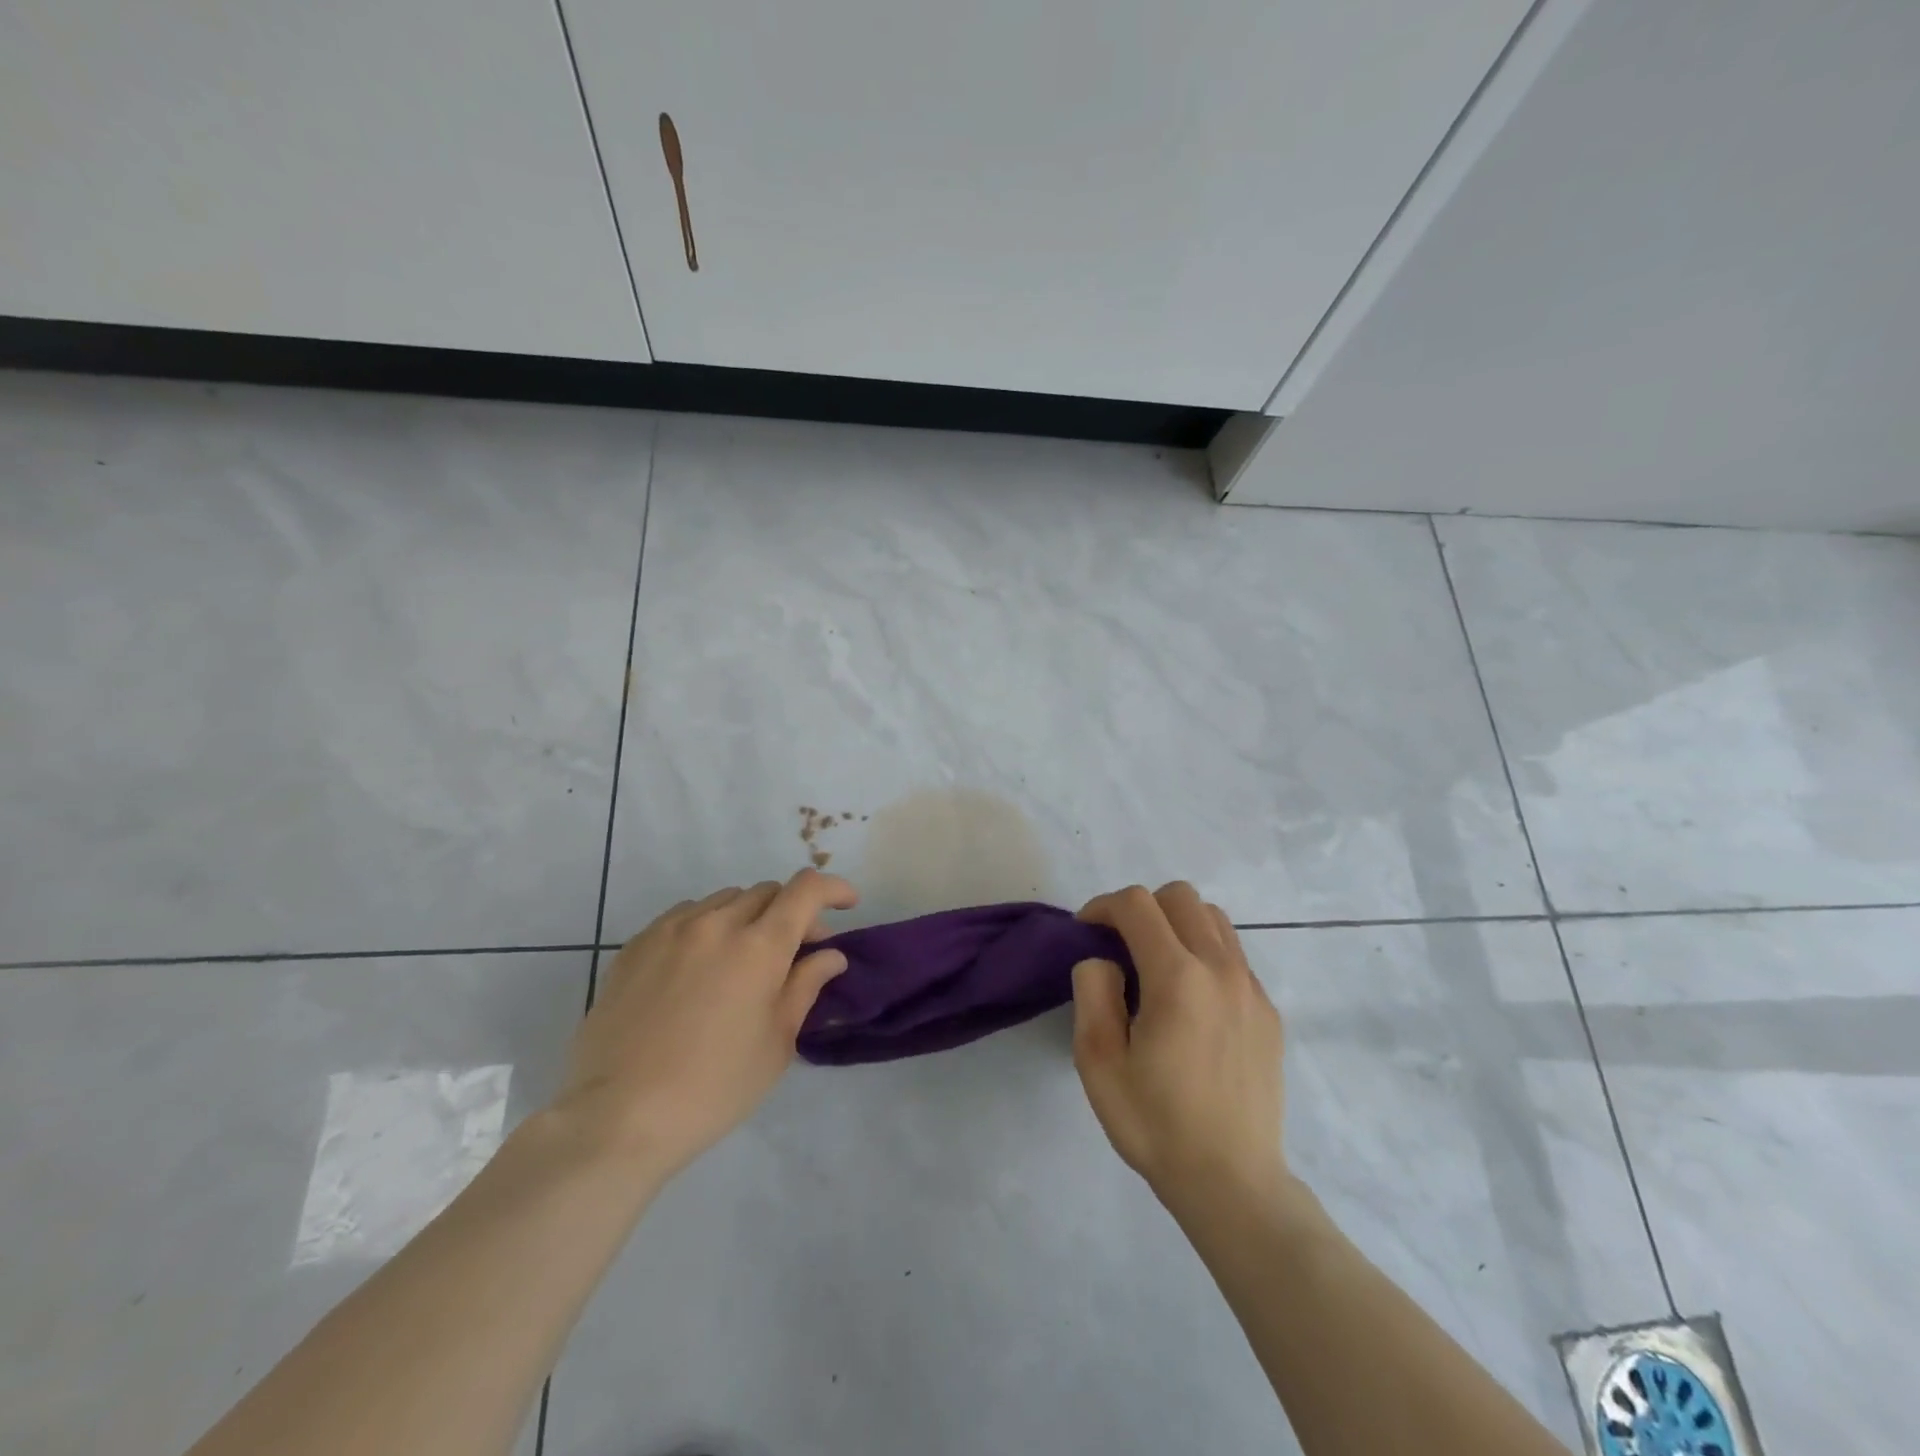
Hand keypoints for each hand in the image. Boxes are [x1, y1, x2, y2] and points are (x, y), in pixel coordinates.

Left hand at [552, 869, 857, 1179]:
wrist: (618, 1117)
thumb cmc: (714, 1087)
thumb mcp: (777, 1043)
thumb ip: (806, 986)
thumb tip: (830, 955)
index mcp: (759, 946)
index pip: (806, 890)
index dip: (833, 889)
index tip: (847, 905)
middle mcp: (716, 924)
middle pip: (767, 892)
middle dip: (792, 913)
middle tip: (797, 953)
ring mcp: (671, 930)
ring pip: (725, 900)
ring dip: (749, 918)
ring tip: (744, 960)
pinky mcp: (636, 945)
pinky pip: (685, 916)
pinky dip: (708, 926)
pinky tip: (700, 965)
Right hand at [1070, 883, 1286, 1206]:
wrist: (1232, 1182)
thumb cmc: (1155, 1124)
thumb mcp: (1098, 1062)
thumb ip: (1093, 992)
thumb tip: (1105, 960)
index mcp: (1177, 978)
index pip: (1137, 904)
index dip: (1102, 906)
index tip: (1086, 932)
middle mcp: (1220, 969)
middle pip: (1180, 896)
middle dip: (1142, 908)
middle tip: (1120, 945)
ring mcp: (1251, 988)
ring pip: (1213, 918)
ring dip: (1177, 924)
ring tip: (1157, 965)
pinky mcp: (1268, 1010)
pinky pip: (1234, 955)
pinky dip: (1205, 953)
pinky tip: (1191, 1001)